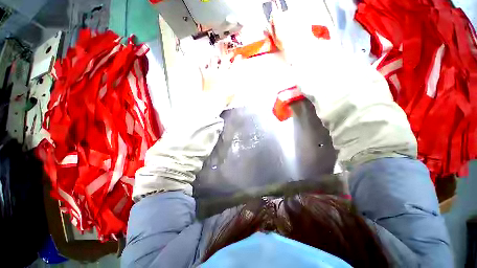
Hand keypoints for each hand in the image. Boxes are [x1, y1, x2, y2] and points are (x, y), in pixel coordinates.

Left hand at [200, 52, 241, 108]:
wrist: (211, 101)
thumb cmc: (222, 99)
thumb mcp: (232, 94)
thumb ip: (235, 89)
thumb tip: (238, 86)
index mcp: (228, 77)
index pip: (235, 66)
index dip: (238, 60)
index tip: (239, 57)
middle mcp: (220, 72)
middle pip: (224, 59)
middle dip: (228, 55)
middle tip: (230, 55)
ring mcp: (212, 72)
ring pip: (213, 60)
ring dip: (215, 58)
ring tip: (216, 58)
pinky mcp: (204, 75)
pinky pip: (202, 66)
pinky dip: (203, 64)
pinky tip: (204, 64)